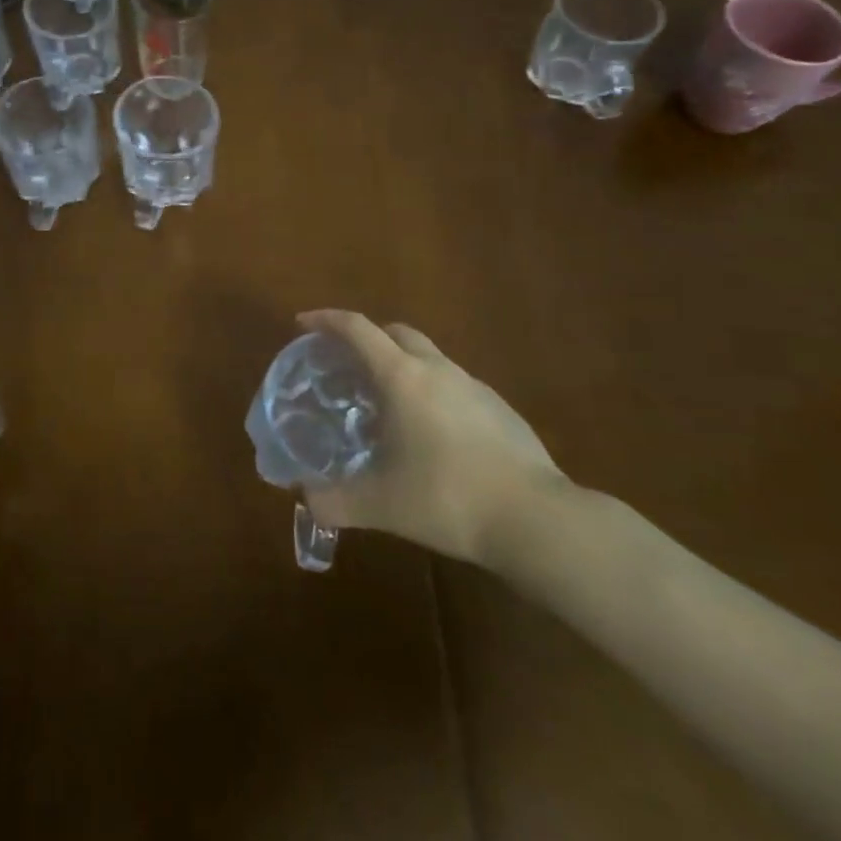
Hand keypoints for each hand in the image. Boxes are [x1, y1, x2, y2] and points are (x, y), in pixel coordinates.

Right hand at [298, 310, 564, 567]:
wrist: (537, 520)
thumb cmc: (448, 497)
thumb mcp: (382, 505)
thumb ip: (336, 502)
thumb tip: (306, 502)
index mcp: (402, 376)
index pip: (357, 329)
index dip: (326, 320)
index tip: (303, 324)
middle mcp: (437, 369)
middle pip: (396, 332)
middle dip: (368, 337)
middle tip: (346, 364)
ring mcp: (474, 386)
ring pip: (429, 357)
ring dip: (402, 365)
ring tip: (387, 403)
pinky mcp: (500, 409)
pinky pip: (454, 385)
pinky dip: (432, 392)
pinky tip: (432, 434)